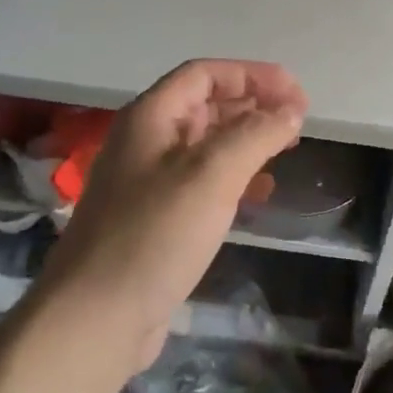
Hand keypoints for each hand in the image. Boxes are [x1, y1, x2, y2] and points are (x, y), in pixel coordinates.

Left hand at [35, 60, 307, 381]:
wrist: (96, 319)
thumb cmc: (155, 234)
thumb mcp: (212, 174)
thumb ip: (256, 134)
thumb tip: (291, 109)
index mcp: (151, 117)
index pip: (205, 74)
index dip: (252, 75)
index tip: (296, 94)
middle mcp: (147, 140)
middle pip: (206, 105)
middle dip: (253, 105)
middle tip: (297, 121)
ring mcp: (148, 181)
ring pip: (207, 143)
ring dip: (247, 140)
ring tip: (286, 150)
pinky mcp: (156, 218)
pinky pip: (202, 181)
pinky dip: (235, 176)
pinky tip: (260, 193)